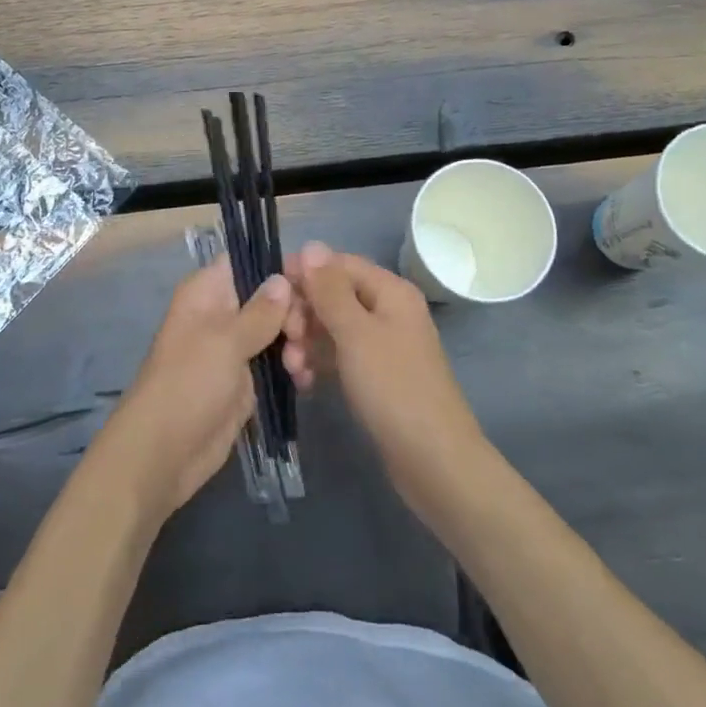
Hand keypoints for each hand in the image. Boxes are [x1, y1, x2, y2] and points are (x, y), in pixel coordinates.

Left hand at [92, 258, 298, 524]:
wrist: (164, 454)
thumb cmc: (189, 385)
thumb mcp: (226, 342)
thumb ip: (260, 311)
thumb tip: (282, 278)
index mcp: (207, 292)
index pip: (247, 261)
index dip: (278, 267)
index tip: (310, 284)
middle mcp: (222, 313)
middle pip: (269, 296)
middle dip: (293, 313)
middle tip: (300, 337)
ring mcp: (234, 348)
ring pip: (277, 330)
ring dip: (296, 344)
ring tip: (299, 367)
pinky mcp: (246, 380)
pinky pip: (276, 362)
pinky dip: (292, 368)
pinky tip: (304, 381)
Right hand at [284, 241, 483, 489]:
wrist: (433, 461)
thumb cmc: (393, 388)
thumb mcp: (355, 334)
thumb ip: (330, 289)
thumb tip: (311, 245)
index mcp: (390, 292)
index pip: (339, 264)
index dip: (306, 273)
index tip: (272, 294)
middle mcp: (388, 311)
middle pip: (334, 296)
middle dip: (304, 314)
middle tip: (285, 339)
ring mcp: (383, 345)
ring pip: (333, 329)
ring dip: (308, 342)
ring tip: (294, 369)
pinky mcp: (376, 377)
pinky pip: (340, 357)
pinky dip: (320, 364)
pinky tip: (305, 383)